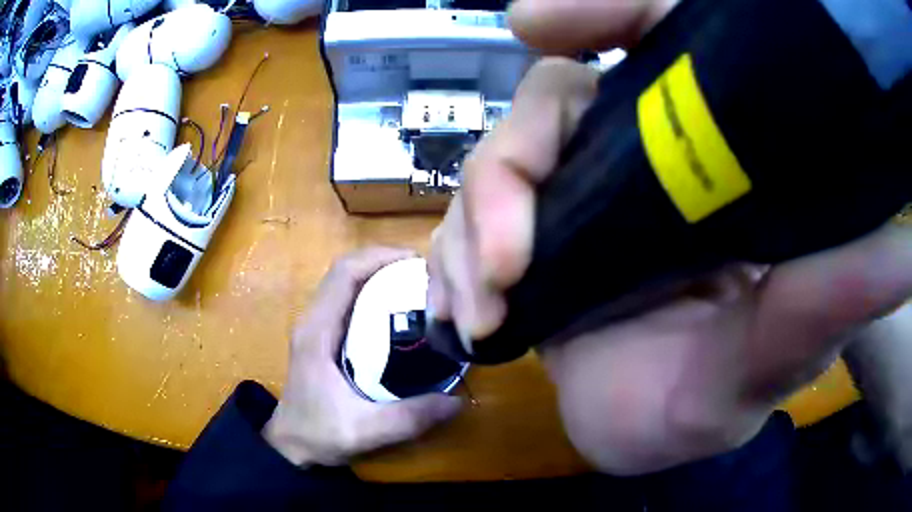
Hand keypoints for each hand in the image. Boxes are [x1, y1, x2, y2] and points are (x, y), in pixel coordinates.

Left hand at [263, 247, 461, 466]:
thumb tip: (456, 400)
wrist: (291, 446)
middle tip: (426, 275)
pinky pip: (347, 302)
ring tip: (417, 287)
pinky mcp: (321, 338)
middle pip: (345, 272)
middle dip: (384, 264)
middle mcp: (313, 321)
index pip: (343, 275)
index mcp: (316, 332)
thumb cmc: (319, 435)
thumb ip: (408, 418)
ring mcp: (315, 328)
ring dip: (378, 277)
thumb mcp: (364, 431)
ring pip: (345, 285)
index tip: (416, 261)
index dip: (378, 257)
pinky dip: (373, 296)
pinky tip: (399, 314)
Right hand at [429, 0, 911, 474]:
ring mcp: (574, 201)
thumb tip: (902, 254)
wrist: (668, 432)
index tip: (541, 24)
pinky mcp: (532, 248)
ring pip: (497, 165)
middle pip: (549, 102)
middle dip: (509, 169)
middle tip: (506, 259)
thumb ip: (832, 301)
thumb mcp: (786, 348)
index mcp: (704, 154)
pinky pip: (468, 227)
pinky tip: (462, 311)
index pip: (650, 38)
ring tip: (482, 309)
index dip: (599, 12)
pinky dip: (453, 261)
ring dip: (470, 230)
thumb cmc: (731, 393)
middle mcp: (636, 157)